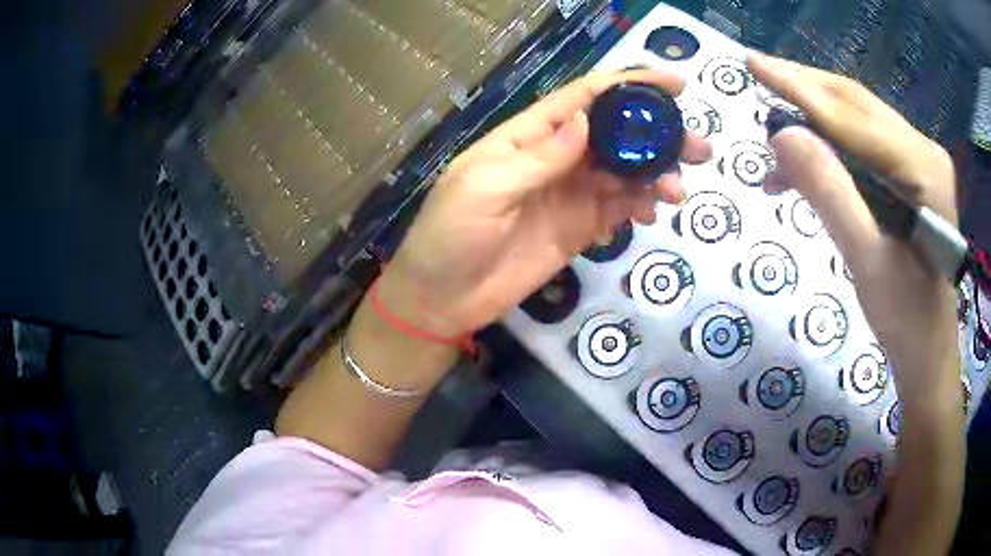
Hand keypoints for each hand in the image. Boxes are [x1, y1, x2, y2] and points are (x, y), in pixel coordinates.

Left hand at [379, 69, 710, 337]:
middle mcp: (556, 157)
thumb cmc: (451, 235)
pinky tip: (652, 212)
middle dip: (659, 135)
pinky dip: (641, 205)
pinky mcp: (580, 228)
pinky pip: (619, 208)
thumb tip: (586, 121)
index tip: (676, 85)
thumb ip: (539, 158)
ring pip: (625, 171)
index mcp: (529, 136)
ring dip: (657, 174)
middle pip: (616, 133)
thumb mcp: (485, 188)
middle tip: (699, 147)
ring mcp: (571, 193)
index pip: (585, 98)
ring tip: (677, 190)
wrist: (443, 299)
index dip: (630, 85)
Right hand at [747, 52, 959, 410]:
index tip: (752, 64)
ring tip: (775, 125)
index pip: (853, 118)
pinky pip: (867, 143)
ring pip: (860, 119)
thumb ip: (829, 193)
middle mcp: (925, 151)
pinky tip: (808, 157)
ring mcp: (921, 160)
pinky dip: (833, 143)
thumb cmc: (905, 320)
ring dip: (816, 116)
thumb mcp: (866, 261)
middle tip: (757, 75)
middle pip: (857, 104)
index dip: (800, 90)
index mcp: (923, 169)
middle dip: (806, 88)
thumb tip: (781, 134)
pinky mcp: (913, 174)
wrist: (929, 352)